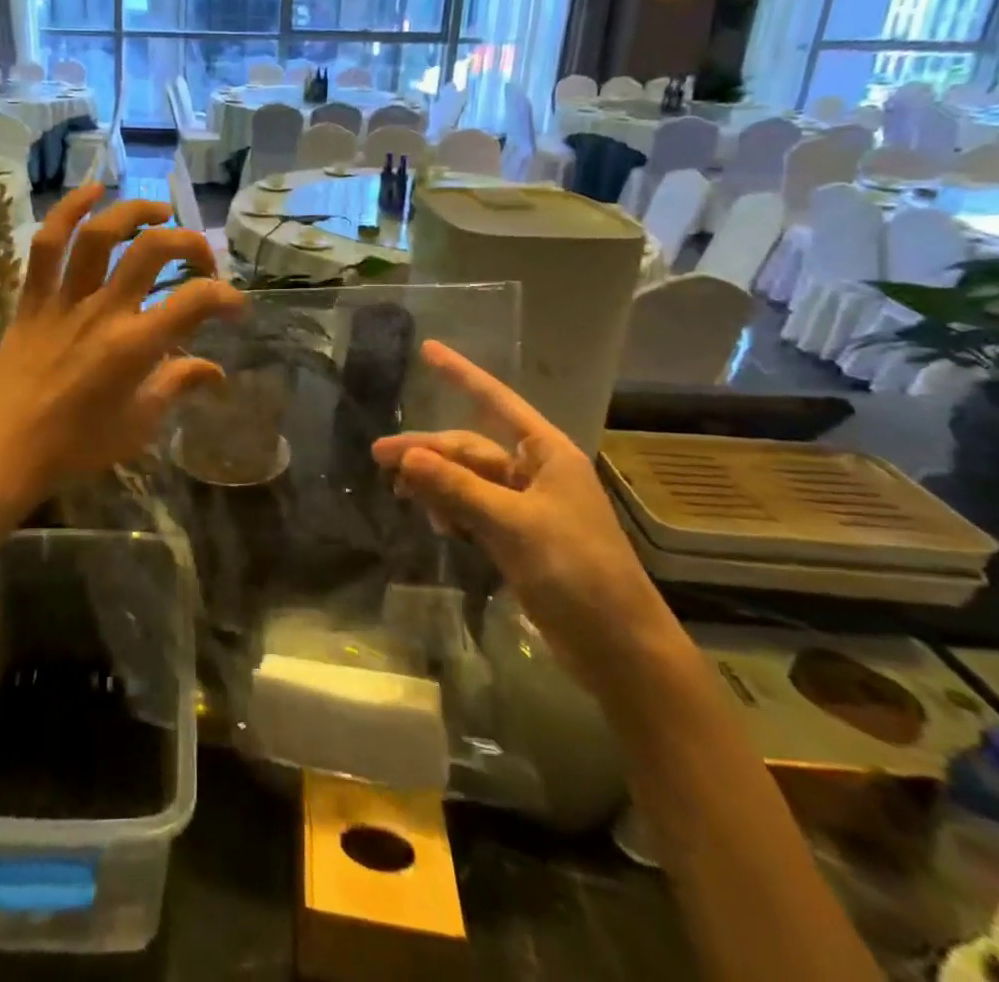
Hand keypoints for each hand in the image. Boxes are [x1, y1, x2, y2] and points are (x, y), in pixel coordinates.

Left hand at [0, 186, 244, 516]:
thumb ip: (177, 386)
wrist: (2, 449)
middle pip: (153, 251)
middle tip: (201, 259)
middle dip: (190, 243)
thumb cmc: (75, 445)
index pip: (195, 301)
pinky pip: (48, 244)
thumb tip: (215, 370)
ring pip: (101, 235)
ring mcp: (65, 299)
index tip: (235, 306)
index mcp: (135, 346)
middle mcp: (103, 311)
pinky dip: (68, 210)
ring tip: (160, 212)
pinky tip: (92, 191)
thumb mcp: (139, 425)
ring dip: (135, 212)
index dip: (226, 295)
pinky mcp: (33, 297)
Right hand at [371, 341, 676, 687]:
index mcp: (546, 454)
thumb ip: (458, 488)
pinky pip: (472, 509)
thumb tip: (406, 457)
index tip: (427, 349)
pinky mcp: (517, 538)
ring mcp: (525, 506)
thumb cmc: (578, 571)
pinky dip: (450, 511)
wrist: (619, 647)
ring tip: (401, 493)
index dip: (461, 374)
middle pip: (469, 448)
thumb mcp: (514, 525)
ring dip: (435, 482)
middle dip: (427, 451)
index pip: (496, 402)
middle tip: (379, 457)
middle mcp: (534, 472)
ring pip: (467, 480)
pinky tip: (433, 521)